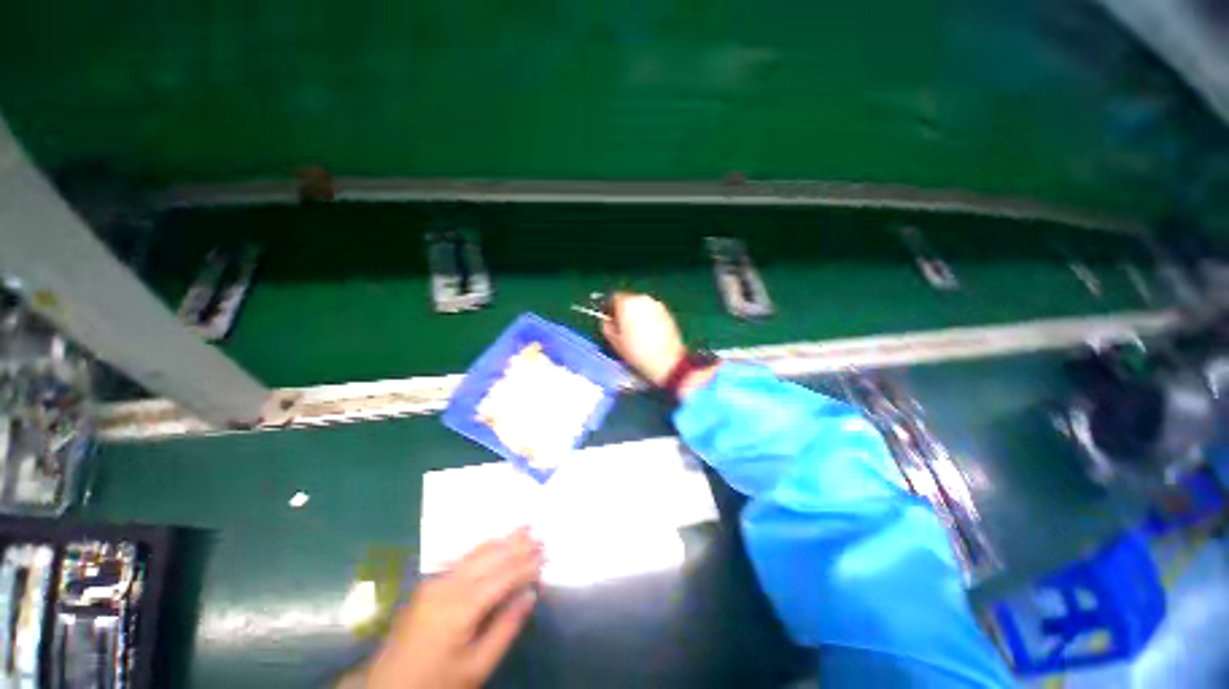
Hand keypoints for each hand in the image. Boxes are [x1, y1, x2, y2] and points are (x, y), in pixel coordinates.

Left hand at [367, 528, 543, 688]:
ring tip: (524, 528)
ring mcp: (434, 582)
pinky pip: (463, 558)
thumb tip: (530, 594)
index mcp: (460, 608)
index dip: (525, 566)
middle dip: (517, 545)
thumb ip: (505, 629)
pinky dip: (485, 548)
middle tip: (540, 535)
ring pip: (476, 553)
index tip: (546, 556)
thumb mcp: (476, 668)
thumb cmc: (436, 683)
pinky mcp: (428, 584)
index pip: (502, 577)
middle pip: (489, 557)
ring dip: (502, 541)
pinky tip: (496, 542)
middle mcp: (447, 586)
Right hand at [602, 293, 687, 386]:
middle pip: (628, 300)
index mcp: (627, 303)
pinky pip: (652, 311)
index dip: (609, 308)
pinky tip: (648, 333)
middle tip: (621, 327)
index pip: (613, 297)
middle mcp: (642, 299)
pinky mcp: (667, 312)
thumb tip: (607, 320)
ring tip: (636, 331)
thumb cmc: (637, 352)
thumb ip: (606, 326)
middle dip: (623, 310)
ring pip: (641, 305)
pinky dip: (648, 317)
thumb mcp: (614, 341)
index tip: (609, 319)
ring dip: (636, 313)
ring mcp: (657, 304)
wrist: (666, 360)